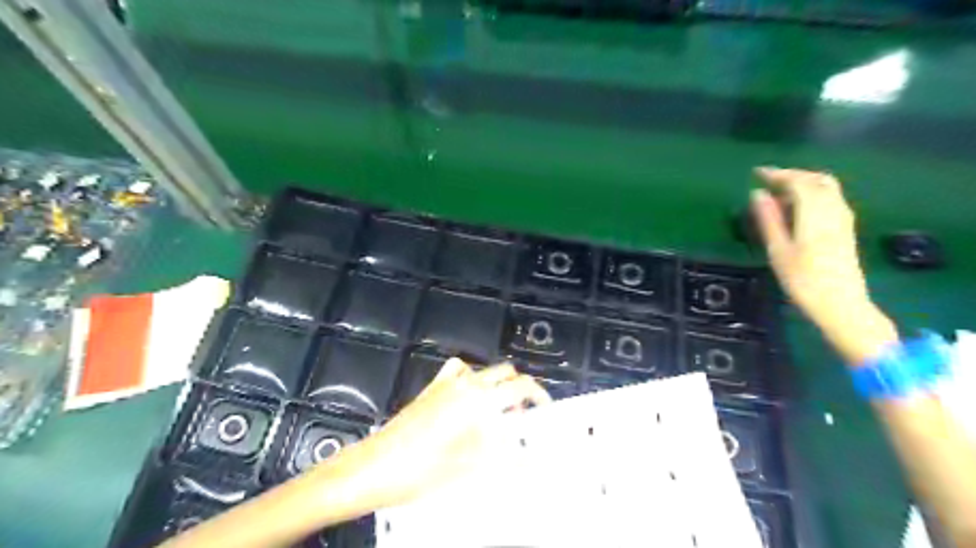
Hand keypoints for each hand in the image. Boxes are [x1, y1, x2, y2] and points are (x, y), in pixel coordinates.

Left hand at [343, 360, 547, 509]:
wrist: (376, 467)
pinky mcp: (431, 389)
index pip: (520, 387)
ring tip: (496, 411)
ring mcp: (446, 383)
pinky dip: (470, 378)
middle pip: (505, 373)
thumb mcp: (470, 467)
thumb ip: (504, 453)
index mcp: (479, 401)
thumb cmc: (423, 470)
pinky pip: (458, 371)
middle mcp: (465, 385)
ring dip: (497, 385)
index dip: (539, 395)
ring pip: (483, 371)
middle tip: (521, 416)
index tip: (545, 408)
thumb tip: (526, 450)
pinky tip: (467, 398)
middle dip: (520, 389)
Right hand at [749, 166, 894, 363]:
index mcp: (815, 214)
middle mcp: (834, 210)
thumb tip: (757, 193)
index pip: (798, 182)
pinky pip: (830, 199)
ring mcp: (843, 219)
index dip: (777, 174)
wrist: (841, 305)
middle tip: (769, 180)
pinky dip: (813, 194)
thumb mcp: (779, 250)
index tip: (757, 173)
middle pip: (817, 179)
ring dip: (804, 183)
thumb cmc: (803, 280)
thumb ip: (769, 219)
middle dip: (793, 175)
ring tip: (780, 193)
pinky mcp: (846, 228)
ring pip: (827, 188)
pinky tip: (798, 208)